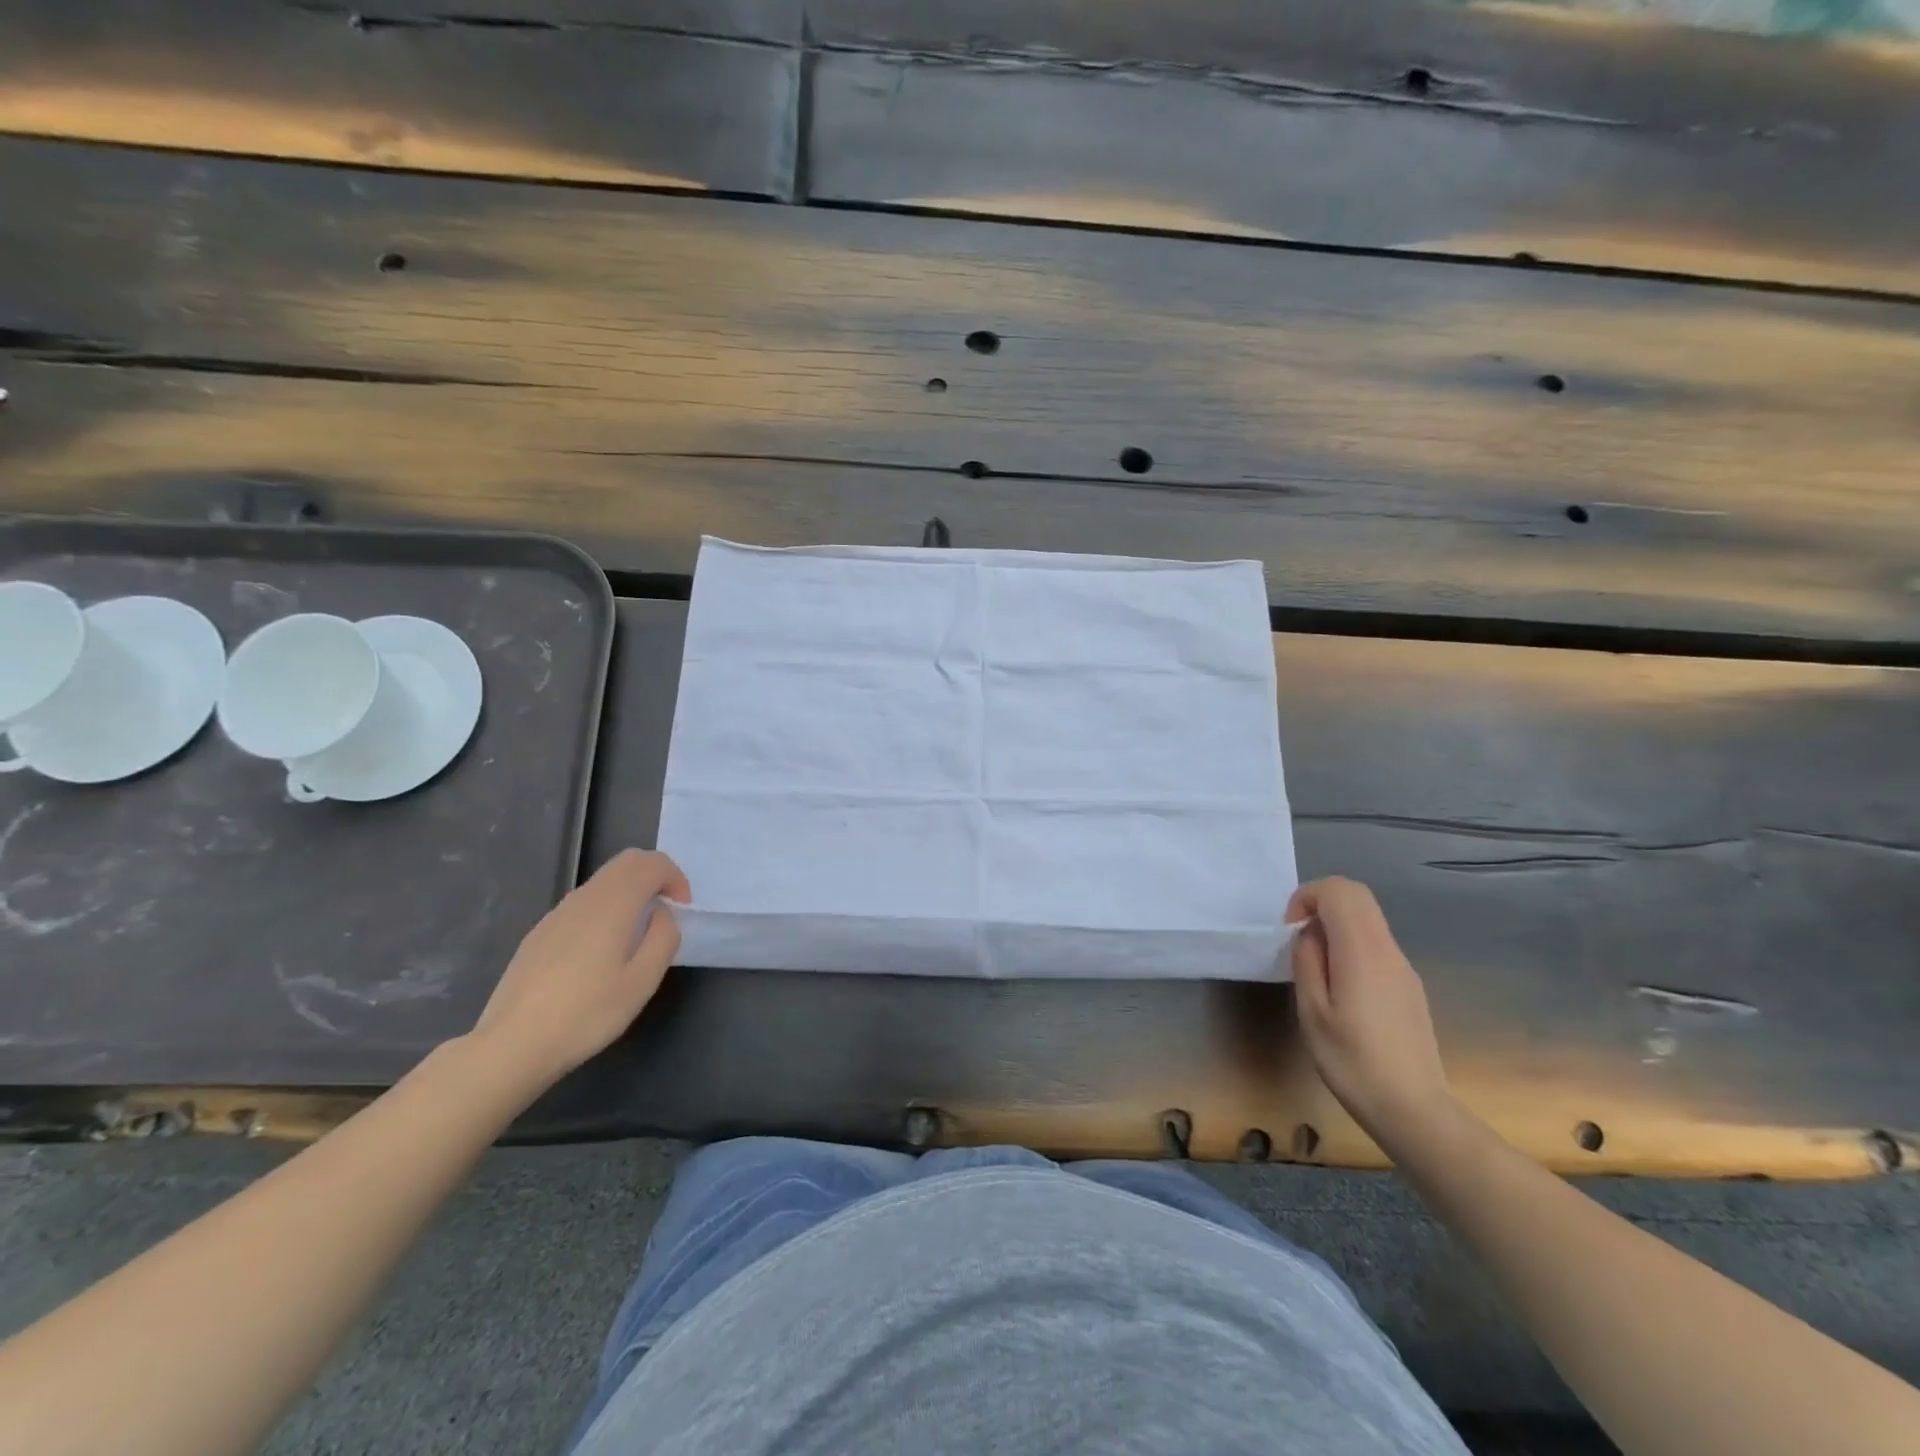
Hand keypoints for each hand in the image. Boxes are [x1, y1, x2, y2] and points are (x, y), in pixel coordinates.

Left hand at [466, 849, 690, 1095]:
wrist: (512, 1045)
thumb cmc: (586, 1014)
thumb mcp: (642, 982)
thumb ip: (663, 938)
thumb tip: (662, 914)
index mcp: (613, 904)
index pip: (652, 863)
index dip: (675, 879)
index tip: (681, 911)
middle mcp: (584, 898)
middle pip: (627, 862)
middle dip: (655, 877)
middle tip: (667, 912)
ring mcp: (557, 913)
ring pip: (603, 881)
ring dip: (630, 892)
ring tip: (637, 935)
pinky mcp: (540, 932)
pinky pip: (583, 903)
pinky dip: (606, 908)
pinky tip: (600, 953)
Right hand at [1289, 877, 1455, 1151]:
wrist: (1414, 1111)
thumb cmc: (1353, 1062)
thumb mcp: (1312, 1012)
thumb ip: (1308, 962)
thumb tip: (1309, 935)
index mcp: (1362, 951)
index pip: (1339, 891)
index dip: (1307, 897)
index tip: (1290, 930)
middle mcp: (1388, 951)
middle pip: (1358, 897)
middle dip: (1321, 904)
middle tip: (1298, 939)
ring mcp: (1404, 969)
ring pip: (1369, 921)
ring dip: (1336, 927)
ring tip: (1316, 971)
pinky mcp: (1409, 988)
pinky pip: (1377, 946)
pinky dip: (1351, 947)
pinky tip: (1341, 991)